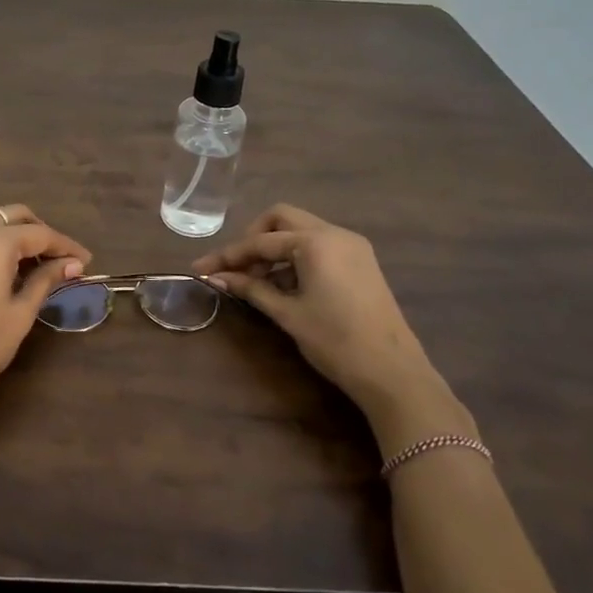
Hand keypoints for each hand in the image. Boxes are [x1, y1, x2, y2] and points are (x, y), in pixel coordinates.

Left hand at [0, 205, 90, 428]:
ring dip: (15, 235)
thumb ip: (46, 280)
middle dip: (40, 233)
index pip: (40, 233)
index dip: (66, 246)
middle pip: (13, 216)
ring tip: (36, 265)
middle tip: (62, 260)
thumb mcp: (19, 314)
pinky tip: (5, 270)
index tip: (87, 261)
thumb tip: (73, 264)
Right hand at [193, 204, 472, 453]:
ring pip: (300, 231)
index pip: (260, 241)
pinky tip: (283, 284)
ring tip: (255, 281)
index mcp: (315, 242)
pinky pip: (318, 245)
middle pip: (281, 220)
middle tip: (235, 269)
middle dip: (253, 240)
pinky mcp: (361, 261)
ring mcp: (352, 246)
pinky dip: (295, 257)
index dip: (227, 256)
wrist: (392, 372)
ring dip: (274, 249)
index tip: (200, 269)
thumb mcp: (287, 313)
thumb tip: (216, 277)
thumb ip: (251, 288)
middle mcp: (335, 233)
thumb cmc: (335, 341)